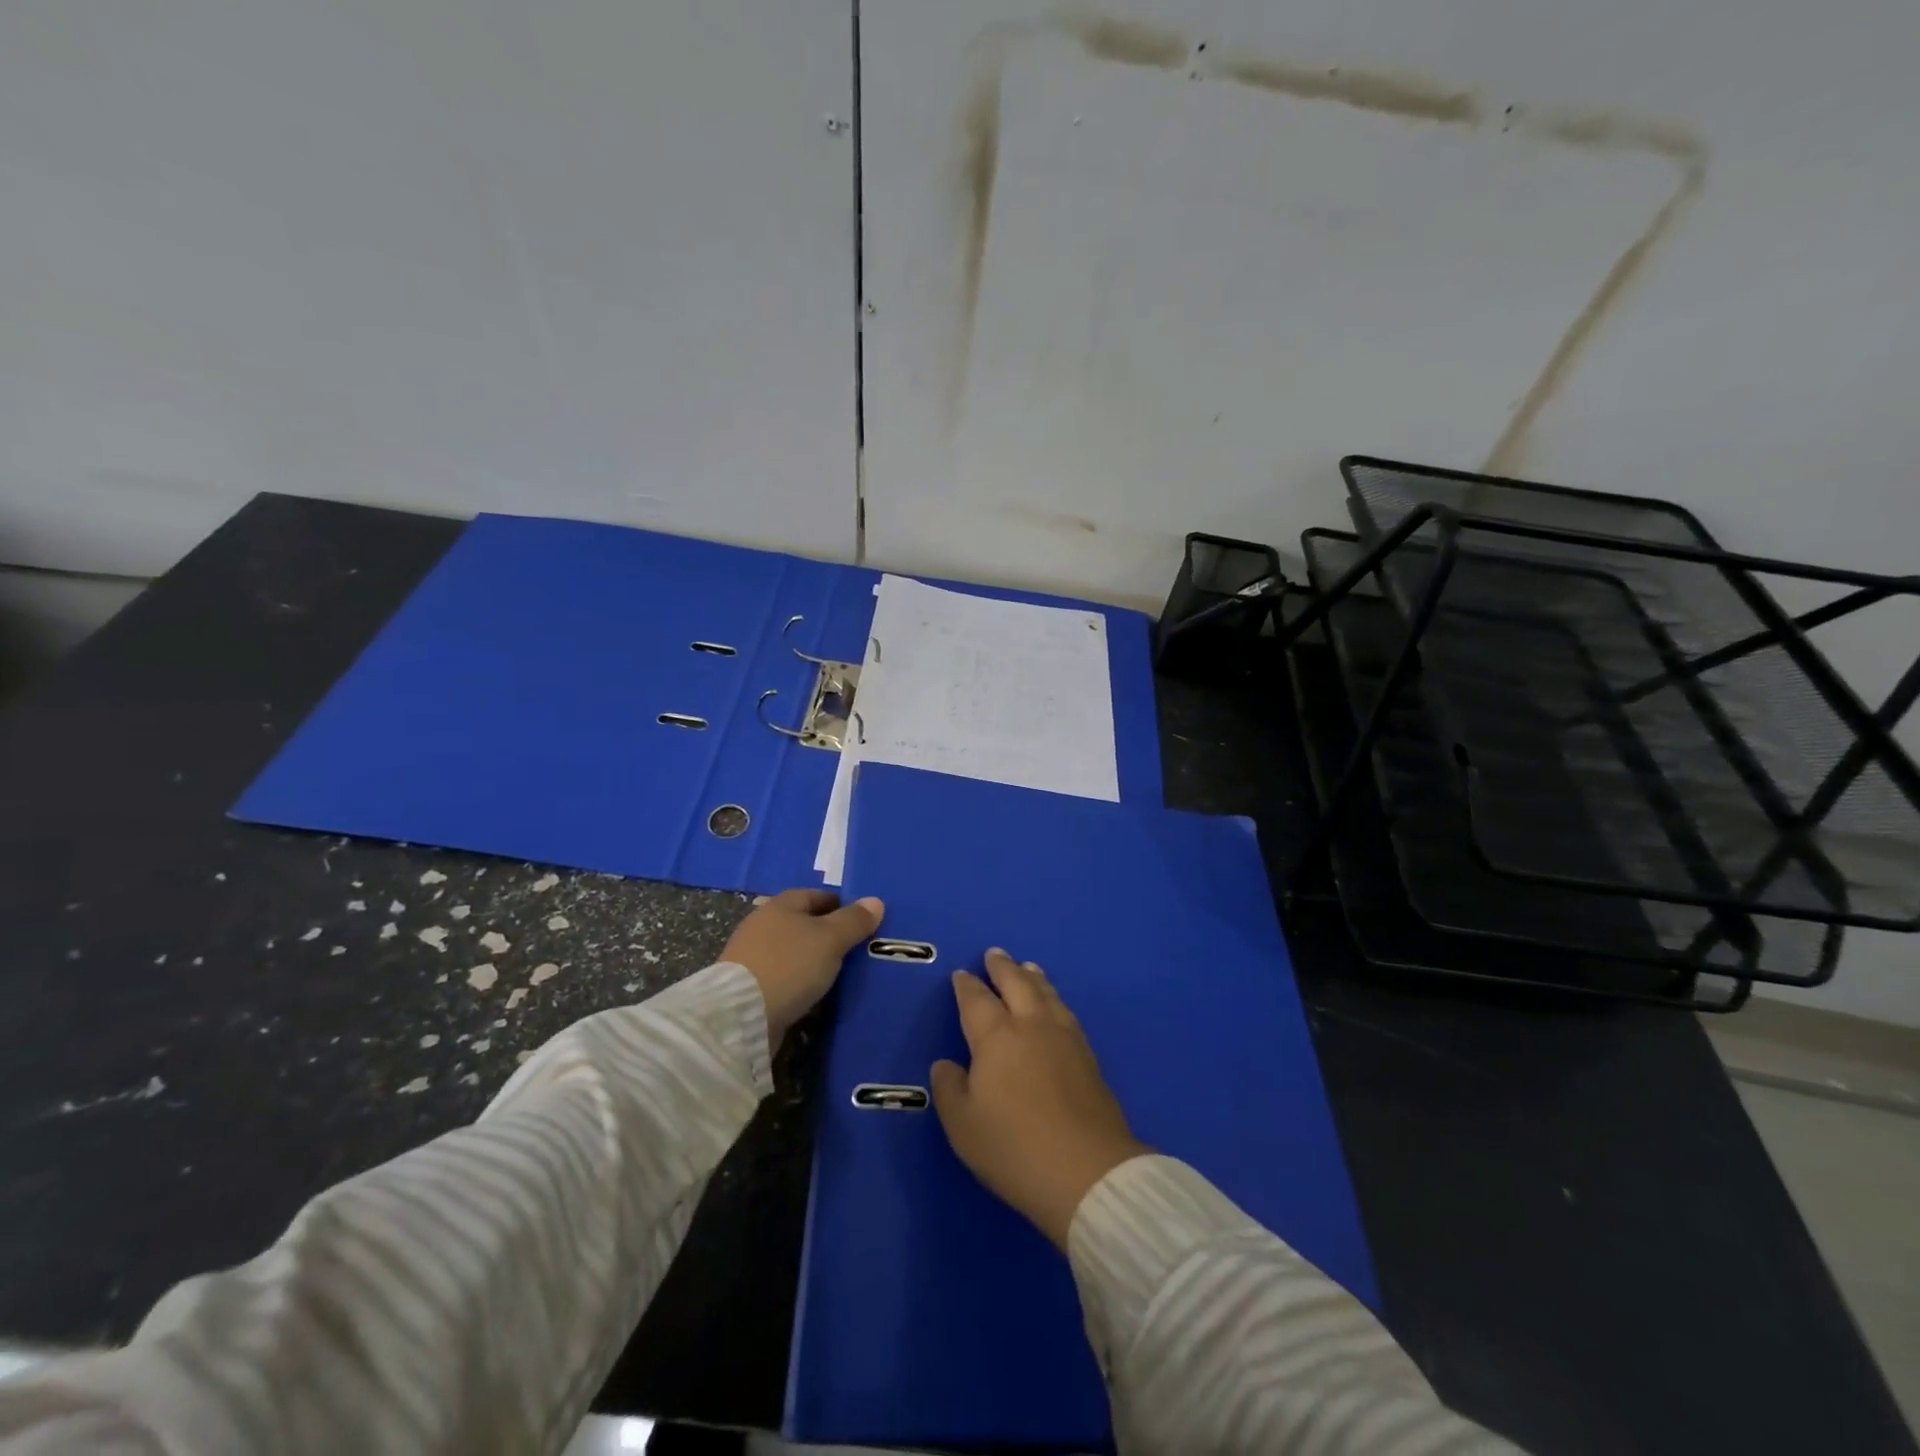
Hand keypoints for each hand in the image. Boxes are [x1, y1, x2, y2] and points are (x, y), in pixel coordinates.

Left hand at [721, 889, 883, 1050]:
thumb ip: (853, 921)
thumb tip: (875, 901)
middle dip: (826, 933)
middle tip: (853, 948)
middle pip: (802, 922)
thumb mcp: (830, 940)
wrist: (741, 1015)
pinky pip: (781, 975)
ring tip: (837, 972)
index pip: (815, 896)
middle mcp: (762, 924)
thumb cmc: (790, 965)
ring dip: (811, 958)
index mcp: (780, 906)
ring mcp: (751, 956)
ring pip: (792, 950)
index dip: (840, 905)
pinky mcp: (747, 985)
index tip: (860, 922)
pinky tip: (812, 991)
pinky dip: (797, 979)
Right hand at [931, 949, 1148, 1247]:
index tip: (961, 974)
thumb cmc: (1014, 1148)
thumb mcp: (963, 1126)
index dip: (967, 986)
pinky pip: (1066, 1012)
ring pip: (1046, 994)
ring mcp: (1064, 1038)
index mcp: (996, 1037)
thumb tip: (946, 1064)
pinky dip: (1055, 998)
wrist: (1087, 1171)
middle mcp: (1031, 1025)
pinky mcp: (1088, 1056)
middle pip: (1016, 984)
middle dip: (1003, 967)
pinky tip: (1055, 1005)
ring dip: (1033, 977)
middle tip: (994, 953)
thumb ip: (950, 1089)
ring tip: (1028, 967)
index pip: (976, 1000)